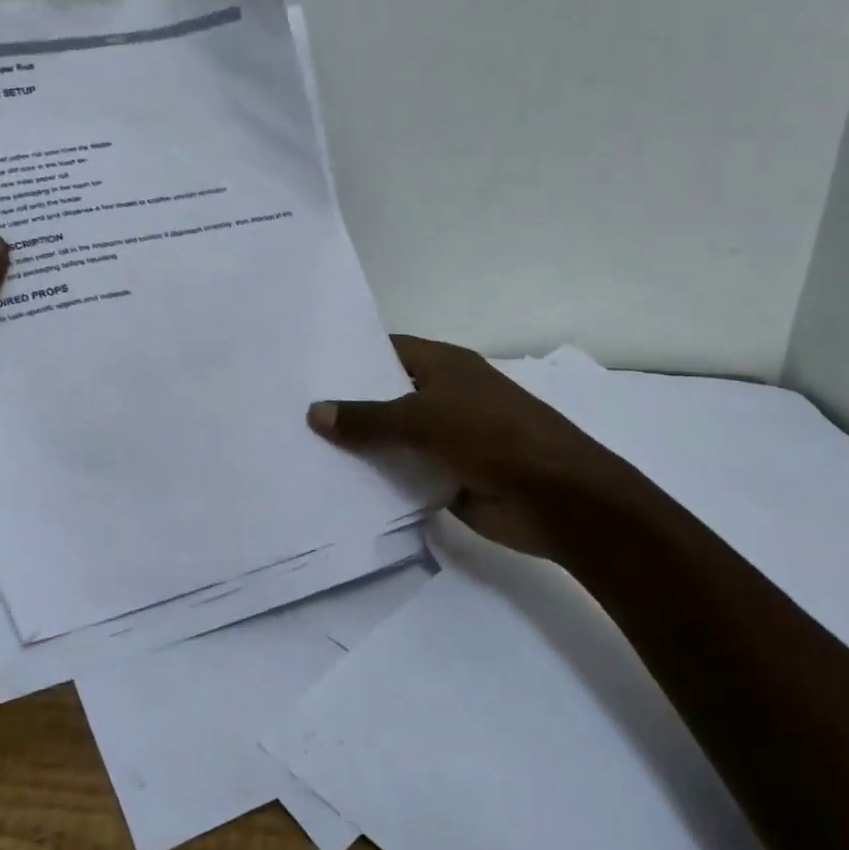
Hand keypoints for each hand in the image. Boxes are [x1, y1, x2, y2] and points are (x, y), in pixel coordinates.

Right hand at [308, 335, 659, 558]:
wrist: (557, 498)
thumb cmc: (491, 437)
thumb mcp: (422, 419)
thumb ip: (367, 418)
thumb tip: (315, 412)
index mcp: (443, 366)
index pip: (387, 351)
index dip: (350, 357)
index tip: (306, 367)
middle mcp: (443, 397)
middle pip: (386, 396)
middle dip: (348, 405)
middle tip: (291, 411)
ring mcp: (446, 439)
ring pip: (393, 438)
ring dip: (360, 447)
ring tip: (301, 449)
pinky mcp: (447, 477)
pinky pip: (404, 473)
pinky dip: (379, 479)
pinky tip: (337, 485)